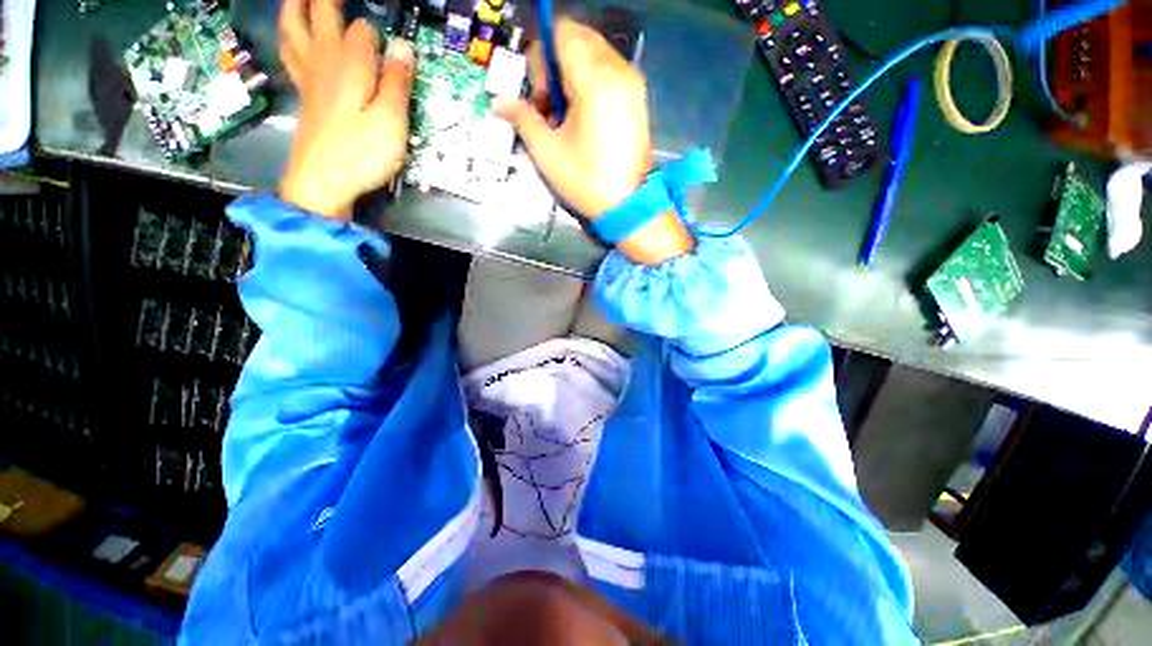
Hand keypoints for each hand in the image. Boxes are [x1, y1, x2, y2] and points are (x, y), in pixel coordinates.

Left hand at [278, 0, 414, 219]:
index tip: (389, 34)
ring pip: (294, 28)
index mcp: (349, 63)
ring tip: (302, 0)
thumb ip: (397, 82)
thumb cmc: (361, 153)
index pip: (363, 29)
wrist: (322, 181)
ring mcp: (309, 76)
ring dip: (296, 7)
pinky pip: (291, 53)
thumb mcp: (391, 121)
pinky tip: (293, 37)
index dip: (376, 30)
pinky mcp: (305, 95)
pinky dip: (290, 36)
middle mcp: (324, 61)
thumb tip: (403, 46)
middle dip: (327, 0)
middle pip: (319, 13)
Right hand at [496, 19, 692, 265]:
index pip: (561, 33)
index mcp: (595, 81)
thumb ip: (523, 118)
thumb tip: (500, 104)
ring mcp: (632, 82)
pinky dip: (589, 81)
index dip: (541, 57)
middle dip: (555, 64)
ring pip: (593, 52)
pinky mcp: (638, 96)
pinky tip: (584, 115)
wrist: (628, 205)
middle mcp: (618, 71)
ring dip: (572, 73)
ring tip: (566, 114)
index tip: (539, 94)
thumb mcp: (547, 153)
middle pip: (578, 38)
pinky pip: (608, 69)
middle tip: (549, 105)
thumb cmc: (586, 182)